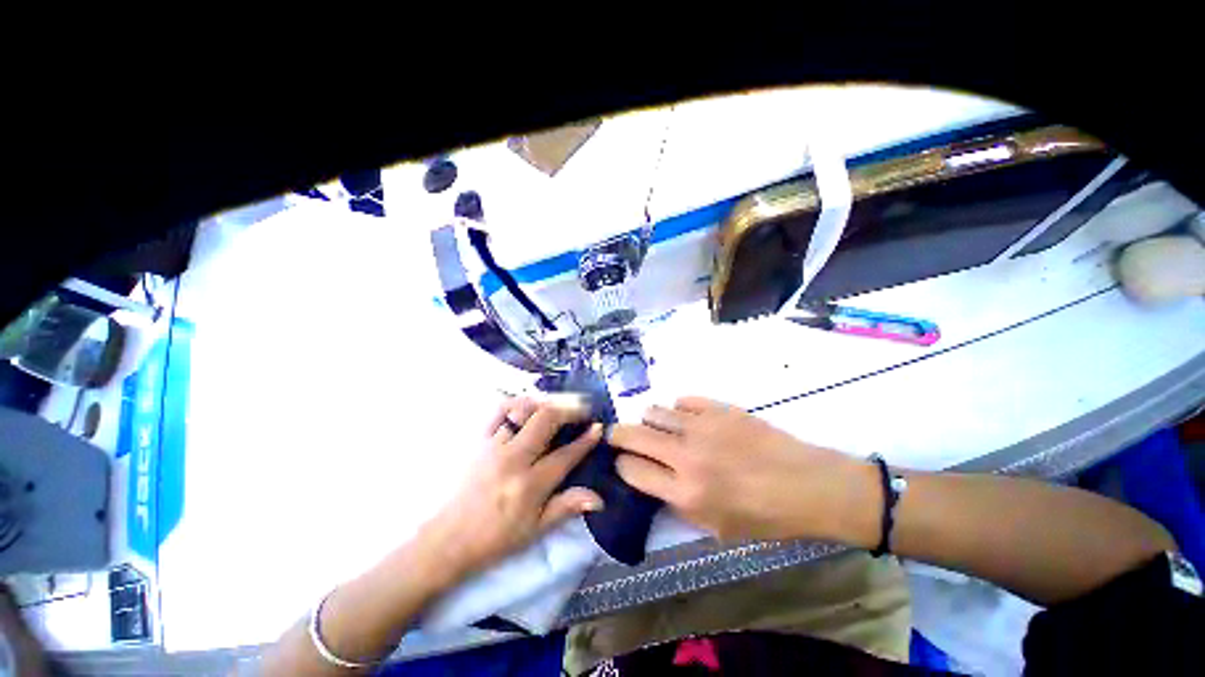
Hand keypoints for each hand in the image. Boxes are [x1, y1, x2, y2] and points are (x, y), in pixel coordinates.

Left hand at [417, 397, 604, 580]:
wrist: (447, 540)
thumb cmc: (495, 539)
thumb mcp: (535, 530)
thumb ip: (567, 507)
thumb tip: (599, 498)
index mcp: (530, 485)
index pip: (566, 455)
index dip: (586, 440)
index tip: (597, 428)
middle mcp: (513, 459)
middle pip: (546, 420)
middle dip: (569, 411)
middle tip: (582, 410)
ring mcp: (493, 446)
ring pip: (523, 410)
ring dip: (545, 404)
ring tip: (557, 406)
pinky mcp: (478, 440)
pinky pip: (498, 410)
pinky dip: (515, 403)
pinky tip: (526, 406)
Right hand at [610, 396, 874, 542]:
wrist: (808, 485)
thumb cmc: (764, 516)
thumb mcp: (715, 527)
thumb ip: (676, 503)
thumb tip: (651, 478)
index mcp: (685, 493)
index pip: (631, 470)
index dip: (621, 465)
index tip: (623, 463)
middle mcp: (686, 456)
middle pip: (632, 435)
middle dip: (616, 435)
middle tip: (616, 436)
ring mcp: (702, 427)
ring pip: (654, 412)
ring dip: (650, 421)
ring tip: (659, 428)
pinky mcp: (718, 408)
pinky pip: (683, 401)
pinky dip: (679, 410)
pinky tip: (688, 420)